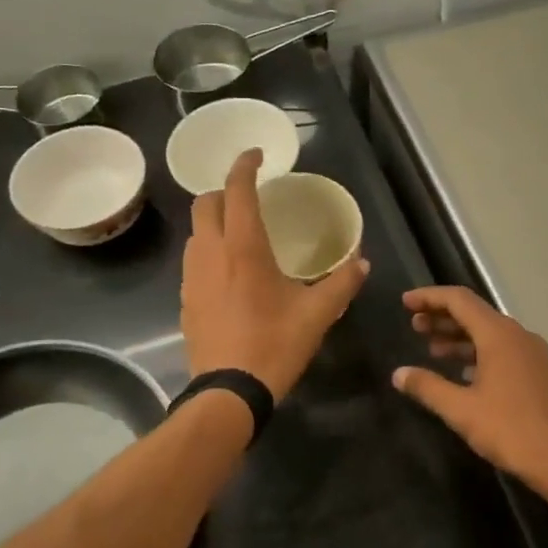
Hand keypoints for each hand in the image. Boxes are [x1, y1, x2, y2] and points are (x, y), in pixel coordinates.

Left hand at [181, 149, 368, 400]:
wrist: (229, 392)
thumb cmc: (275, 345)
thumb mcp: (317, 314)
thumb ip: (342, 283)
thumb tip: (362, 261)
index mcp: (243, 247)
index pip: (237, 189)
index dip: (245, 165)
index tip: (257, 155)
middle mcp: (211, 252)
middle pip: (206, 203)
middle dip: (225, 191)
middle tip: (250, 198)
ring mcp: (192, 276)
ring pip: (196, 232)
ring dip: (215, 222)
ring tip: (241, 234)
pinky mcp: (185, 299)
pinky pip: (194, 260)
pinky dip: (209, 251)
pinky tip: (230, 273)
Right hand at [393, 286, 547, 497]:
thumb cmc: (512, 430)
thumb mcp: (462, 410)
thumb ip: (428, 387)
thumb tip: (399, 373)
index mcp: (499, 335)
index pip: (459, 300)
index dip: (429, 297)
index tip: (405, 303)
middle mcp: (519, 335)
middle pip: (476, 314)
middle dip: (443, 317)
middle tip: (415, 327)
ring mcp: (535, 354)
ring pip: (491, 334)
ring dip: (461, 338)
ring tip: (433, 350)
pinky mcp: (543, 374)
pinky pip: (505, 352)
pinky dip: (480, 354)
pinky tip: (466, 374)